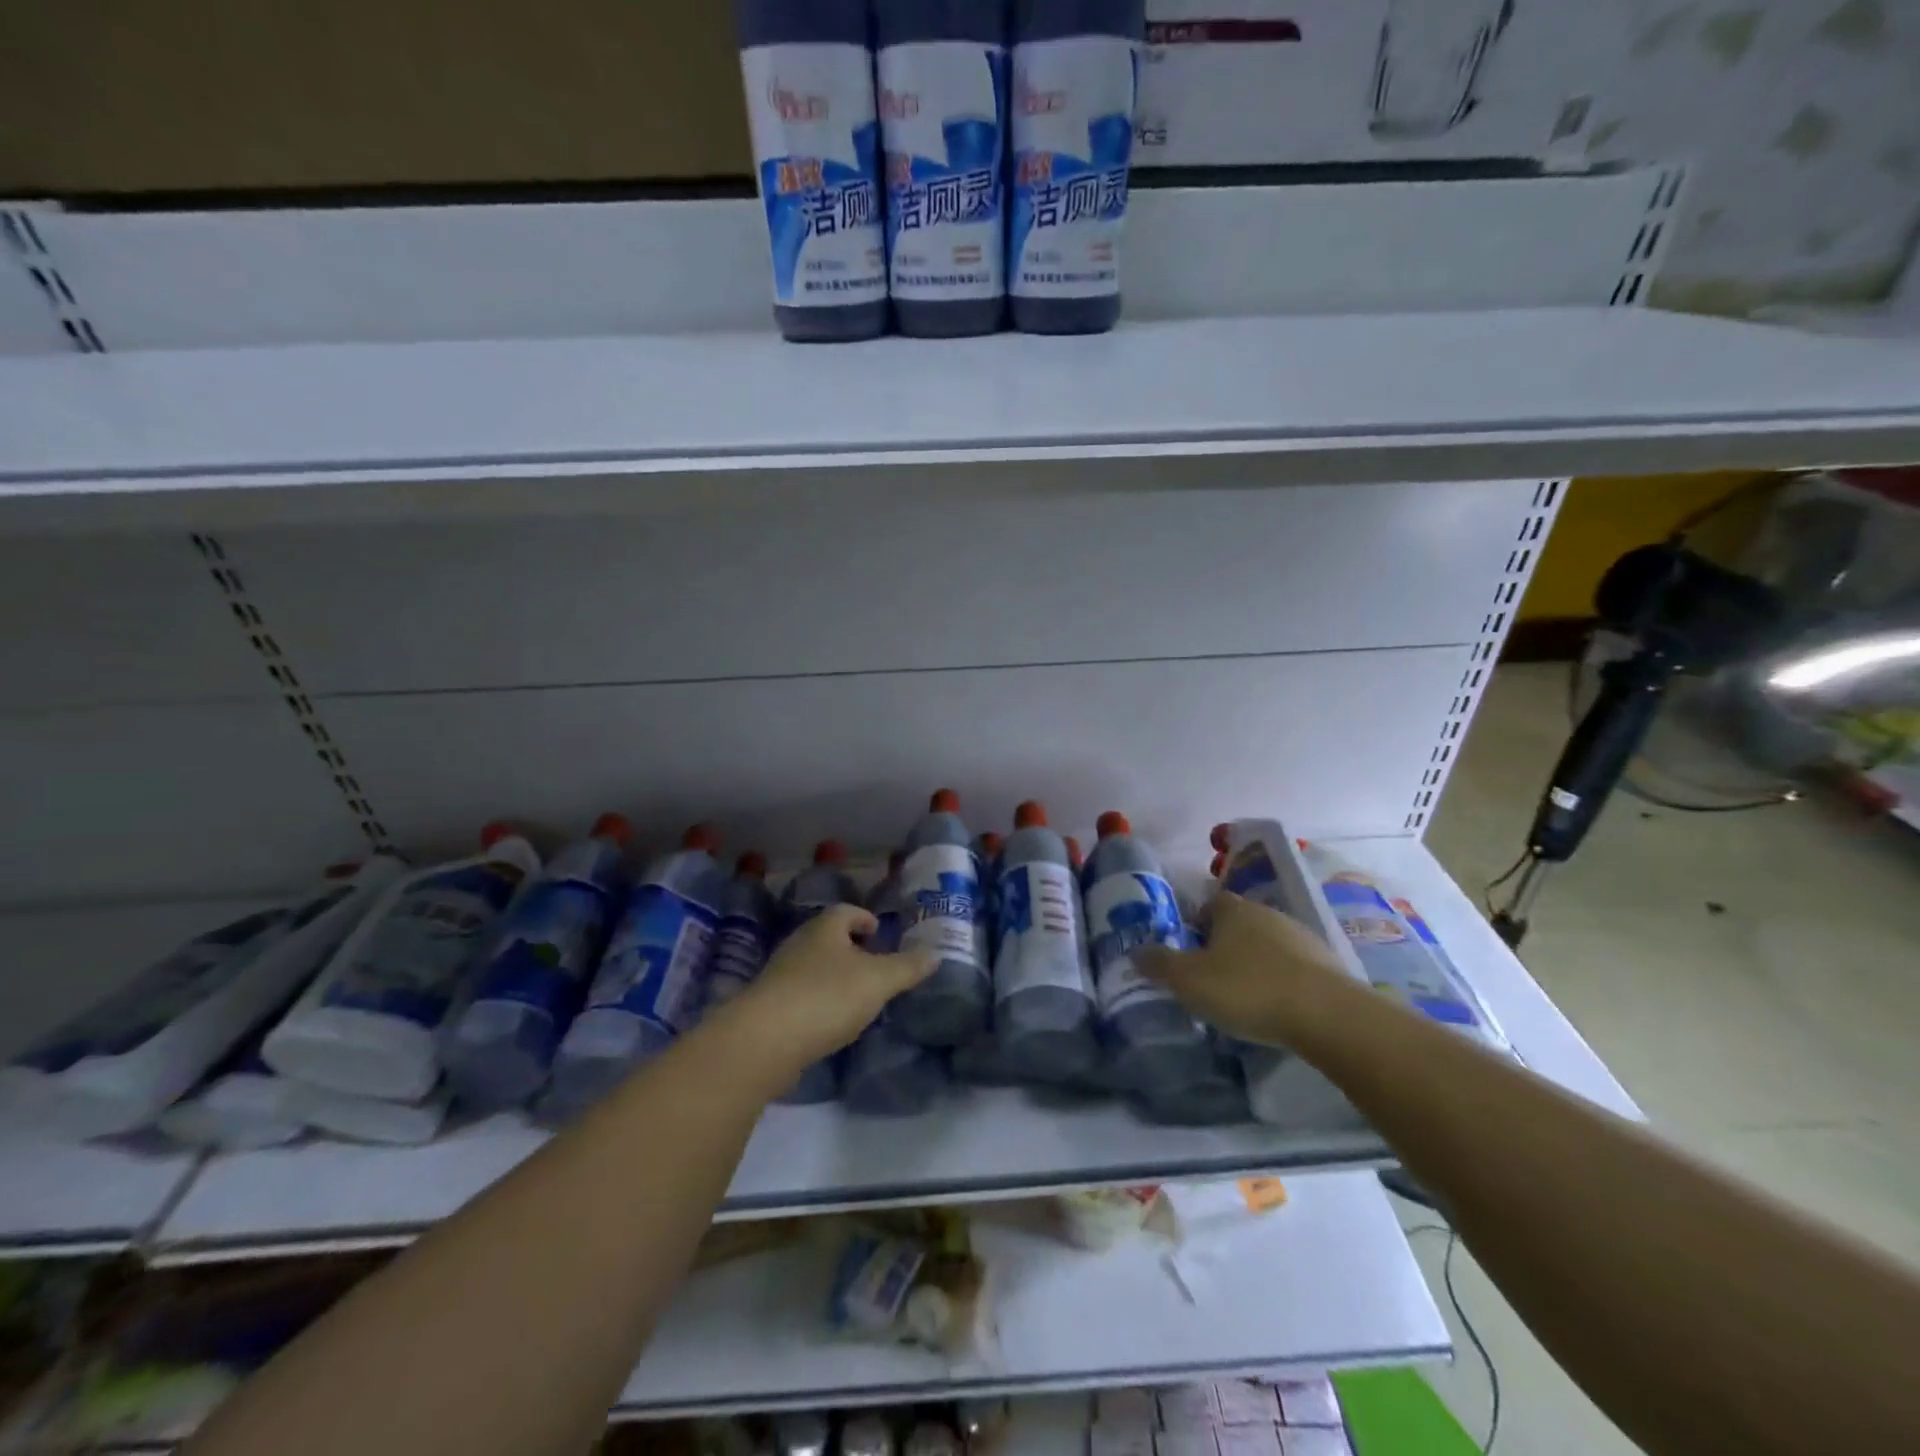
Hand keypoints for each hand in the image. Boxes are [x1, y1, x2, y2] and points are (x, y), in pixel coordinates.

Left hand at [721, 905, 936, 1072]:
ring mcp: (779, 976)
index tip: (878, 931)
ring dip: (833, 976)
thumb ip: (907, 967)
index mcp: (824, 929)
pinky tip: (829, 1022)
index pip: (846, 911)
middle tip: (874, 964)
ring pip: (812, 966)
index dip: (864, 918)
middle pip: (827, 938)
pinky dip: (817, 1001)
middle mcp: (798, 944)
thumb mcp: (878, 980)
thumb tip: (935, 953)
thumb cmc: (827, 996)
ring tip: (856, 996)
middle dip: (850, 948)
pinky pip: (799, 995)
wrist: (764, 1040)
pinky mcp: (768, 1007)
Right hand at [1134, 890, 1355, 1047]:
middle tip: (1210, 977)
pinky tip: (1276, 1007)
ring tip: (1244, 996)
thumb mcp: (1189, 980)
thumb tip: (1135, 950)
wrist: (1328, 1015)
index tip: (1188, 952)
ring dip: (1255, 963)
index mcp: (1233, 909)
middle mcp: (1267, 913)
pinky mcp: (1327, 965)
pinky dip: (1282, 981)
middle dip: (1224, 945)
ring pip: (1268, 944)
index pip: (1209, 904)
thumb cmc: (1248, 989)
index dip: (1195, 925)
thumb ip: (1159, 964)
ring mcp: (1301, 937)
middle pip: (1238, 923)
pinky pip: (1294, 967)